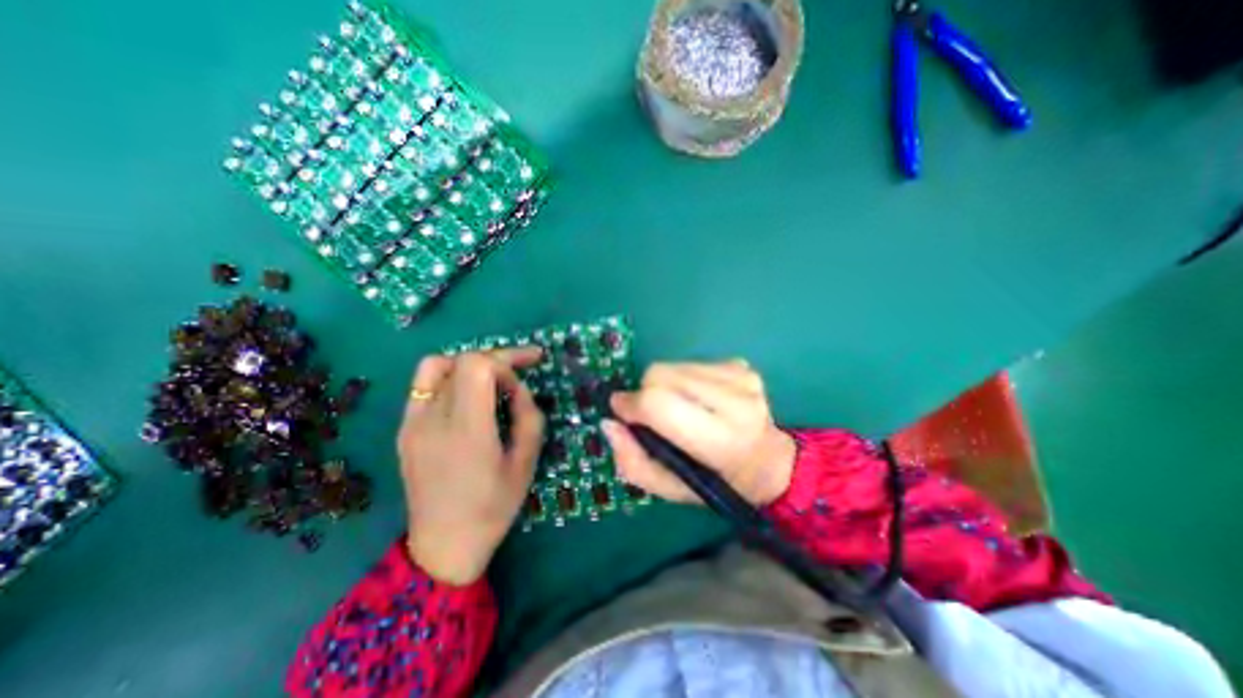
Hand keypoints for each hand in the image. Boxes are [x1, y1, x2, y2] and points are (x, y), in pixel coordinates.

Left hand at [399, 347, 545, 582]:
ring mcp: (412, 423)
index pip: (476, 366)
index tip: (520, 386)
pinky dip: (450, 377)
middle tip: (523, 366)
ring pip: (437, 365)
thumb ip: (529, 417)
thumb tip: (519, 389)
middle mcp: (433, 419)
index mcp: (466, 430)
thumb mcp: (526, 463)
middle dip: (496, 359)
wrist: (443, 546)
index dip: (505, 364)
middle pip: (461, 361)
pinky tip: (467, 395)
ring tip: (491, 379)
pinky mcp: (404, 429)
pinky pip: (424, 385)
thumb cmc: (493, 508)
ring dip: (470, 364)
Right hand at [603, 359, 794, 505]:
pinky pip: (691, 362)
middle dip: (645, 392)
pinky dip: (683, 379)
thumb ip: (632, 461)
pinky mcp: (742, 366)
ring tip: (680, 408)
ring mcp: (742, 378)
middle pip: (661, 374)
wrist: (768, 462)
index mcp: (720, 440)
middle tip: (653, 416)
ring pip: (673, 365)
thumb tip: (610, 422)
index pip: (659, 404)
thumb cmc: (717, 483)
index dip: (631, 404)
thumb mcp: (669, 490)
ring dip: (664, 385)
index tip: (620, 411)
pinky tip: (698, 399)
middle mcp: (735, 402)